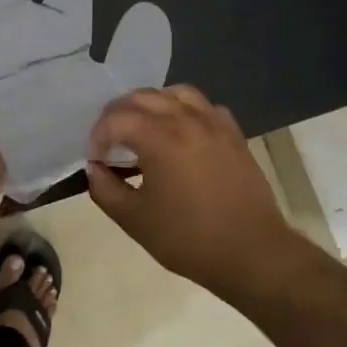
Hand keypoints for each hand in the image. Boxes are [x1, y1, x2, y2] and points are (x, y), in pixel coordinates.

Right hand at [85, 86, 317, 307]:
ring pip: (174, 93)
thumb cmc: (188, 238)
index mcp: (159, 137)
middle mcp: (186, 119)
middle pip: (142, 97)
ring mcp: (214, 123)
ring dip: (151, 106)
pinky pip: (203, 107)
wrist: (251, 252)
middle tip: (110, 143)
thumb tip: (95, 169)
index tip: (95, 161)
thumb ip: (105, 189)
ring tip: (142, 130)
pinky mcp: (233, 134)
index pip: (115, 120)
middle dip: (118, 115)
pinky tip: (179, 134)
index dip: (97, 137)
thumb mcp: (134, 219)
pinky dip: (183, 111)